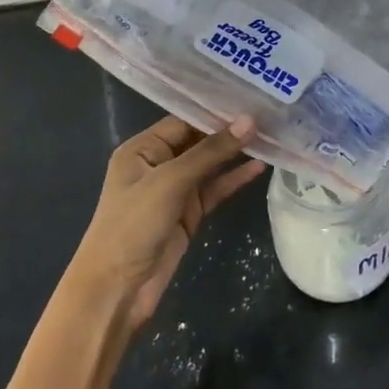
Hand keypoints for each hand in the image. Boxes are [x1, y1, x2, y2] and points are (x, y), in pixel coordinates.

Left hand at [66, 115, 264, 329]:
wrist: (117, 289)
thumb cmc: (133, 225)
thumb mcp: (171, 181)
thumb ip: (210, 151)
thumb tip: (249, 121)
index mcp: (142, 149)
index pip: (183, 120)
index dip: (215, 111)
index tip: (251, 99)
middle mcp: (158, 164)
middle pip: (199, 141)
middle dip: (229, 131)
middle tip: (268, 115)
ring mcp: (174, 191)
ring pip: (210, 166)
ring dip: (236, 154)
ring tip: (271, 137)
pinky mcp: (189, 214)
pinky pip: (215, 190)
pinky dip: (234, 179)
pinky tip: (260, 168)